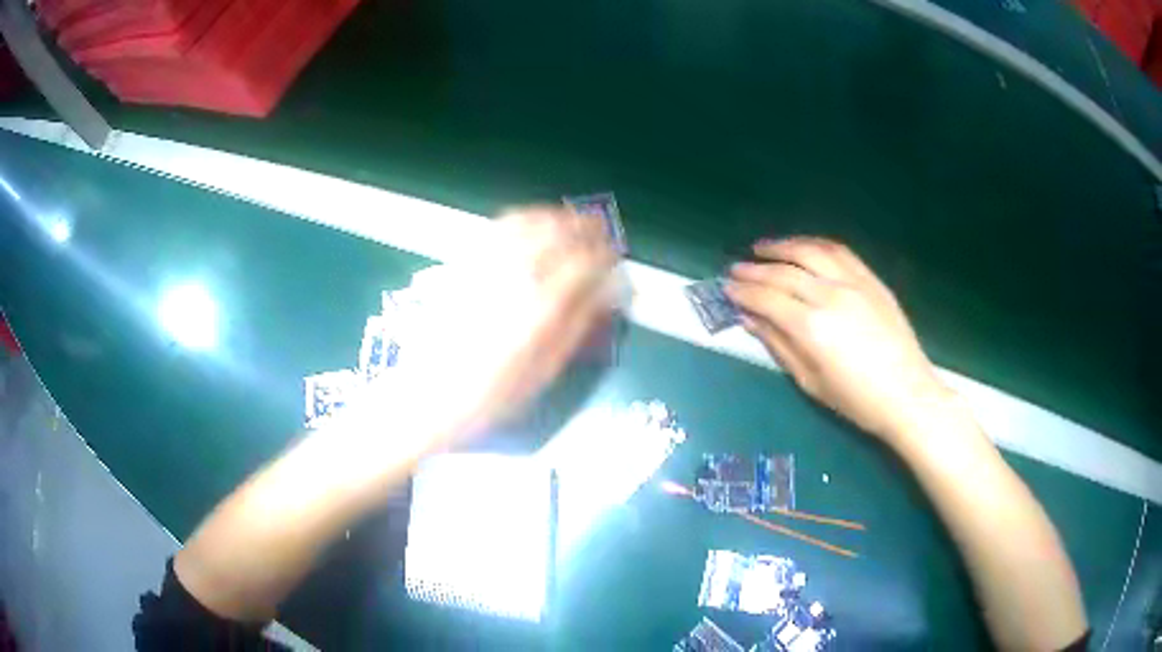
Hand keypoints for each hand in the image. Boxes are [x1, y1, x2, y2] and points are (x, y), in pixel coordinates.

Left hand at [363, 205, 616, 452]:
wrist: (426, 398)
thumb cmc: (491, 397)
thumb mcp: (544, 372)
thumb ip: (579, 326)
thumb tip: (607, 291)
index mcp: (539, 309)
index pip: (584, 263)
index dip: (605, 254)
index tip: (617, 255)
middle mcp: (513, 278)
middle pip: (558, 233)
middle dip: (586, 226)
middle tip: (602, 230)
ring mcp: (484, 267)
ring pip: (528, 223)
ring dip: (556, 217)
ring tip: (572, 220)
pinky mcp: (462, 265)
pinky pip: (497, 227)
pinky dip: (522, 217)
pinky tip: (532, 221)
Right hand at [726, 237, 951, 443]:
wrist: (907, 394)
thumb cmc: (856, 400)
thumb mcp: (810, 382)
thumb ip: (779, 345)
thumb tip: (750, 319)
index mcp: (812, 327)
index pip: (767, 298)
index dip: (743, 291)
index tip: (726, 287)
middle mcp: (830, 296)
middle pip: (784, 272)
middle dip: (755, 268)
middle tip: (736, 268)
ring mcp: (854, 283)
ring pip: (811, 251)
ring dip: (783, 246)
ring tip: (763, 247)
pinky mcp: (871, 280)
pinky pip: (840, 252)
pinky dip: (816, 244)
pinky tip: (803, 246)